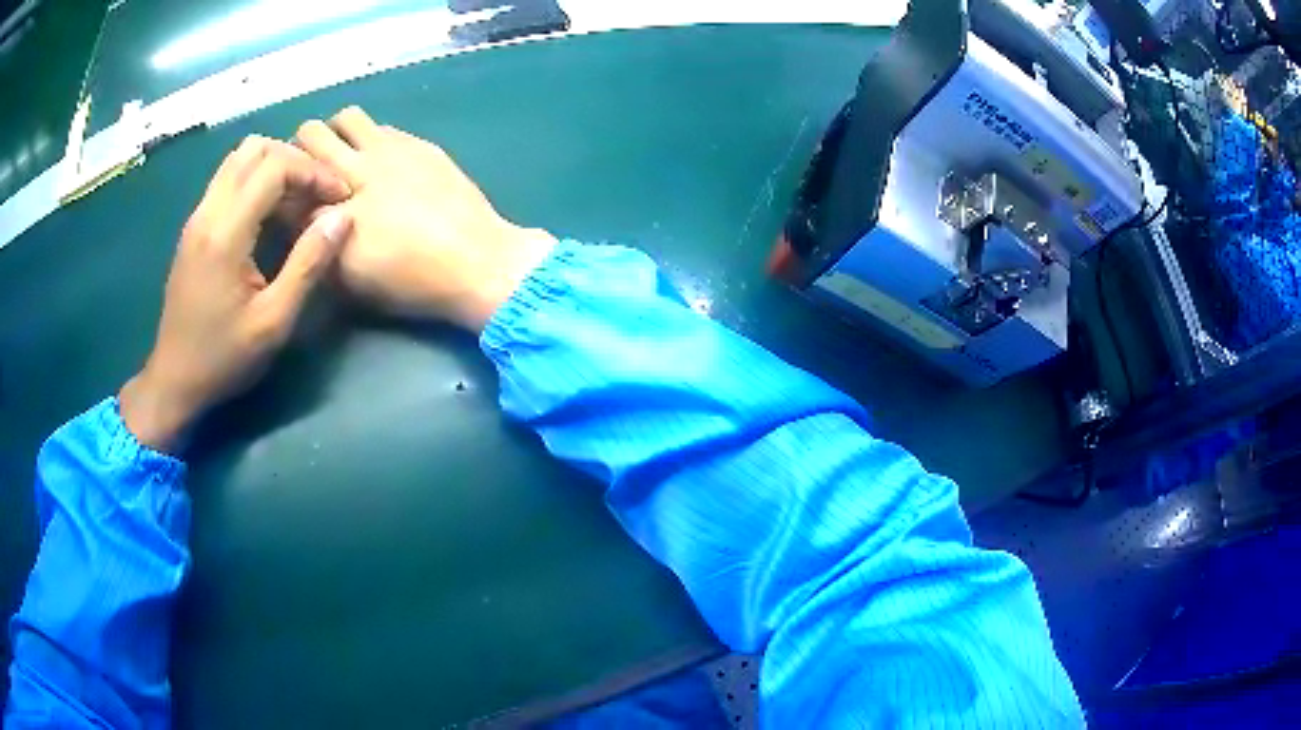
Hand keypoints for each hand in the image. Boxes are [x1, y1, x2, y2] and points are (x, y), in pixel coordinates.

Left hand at [119, 136, 352, 451]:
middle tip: (318, 192)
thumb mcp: (274, 322)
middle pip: (254, 149)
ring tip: (298, 199)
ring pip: (238, 159)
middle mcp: (207, 213)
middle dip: (294, 161)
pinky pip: (228, 181)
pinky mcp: (194, 228)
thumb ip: (308, 265)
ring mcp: (197, 218)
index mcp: (225, 233)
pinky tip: (271, 214)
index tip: (339, 197)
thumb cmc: (224, 358)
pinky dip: (255, 182)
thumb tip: (342, 217)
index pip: (274, 166)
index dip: (313, 172)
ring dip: (273, 167)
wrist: (174, 381)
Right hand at [295, 107, 556, 330]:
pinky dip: (371, 138)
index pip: (290, 185)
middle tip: (310, 170)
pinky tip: (382, 160)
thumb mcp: (351, 282)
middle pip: (309, 134)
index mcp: (333, 212)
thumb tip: (302, 222)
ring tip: (344, 156)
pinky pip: (381, 126)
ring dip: (337, 132)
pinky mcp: (418, 144)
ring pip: (346, 117)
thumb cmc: (410, 282)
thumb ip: (317, 249)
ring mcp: (389, 150)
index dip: (283, 191)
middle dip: (300, 149)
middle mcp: (355, 170)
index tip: (286, 199)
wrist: (476, 261)